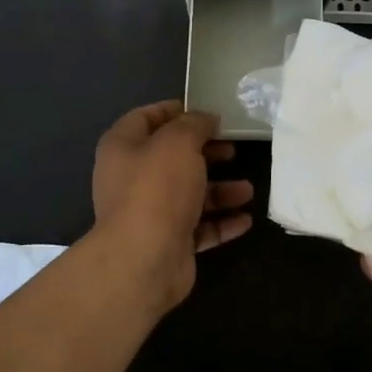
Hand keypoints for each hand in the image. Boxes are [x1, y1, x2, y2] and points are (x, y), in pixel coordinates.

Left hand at [91, 100, 254, 307]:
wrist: (144, 260)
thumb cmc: (157, 189)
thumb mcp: (179, 142)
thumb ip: (195, 124)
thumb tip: (206, 118)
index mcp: (123, 147)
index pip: (146, 118)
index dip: (176, 111)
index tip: (206, 110)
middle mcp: (132, 178)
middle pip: (172, 157)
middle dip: (206, 152)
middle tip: (233, 147)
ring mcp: (150, 213)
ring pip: (189, 194)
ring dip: (220, 191)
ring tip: (248, 190)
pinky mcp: (168, 242)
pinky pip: (199, 227)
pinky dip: (221, 222)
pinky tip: (245, 220)